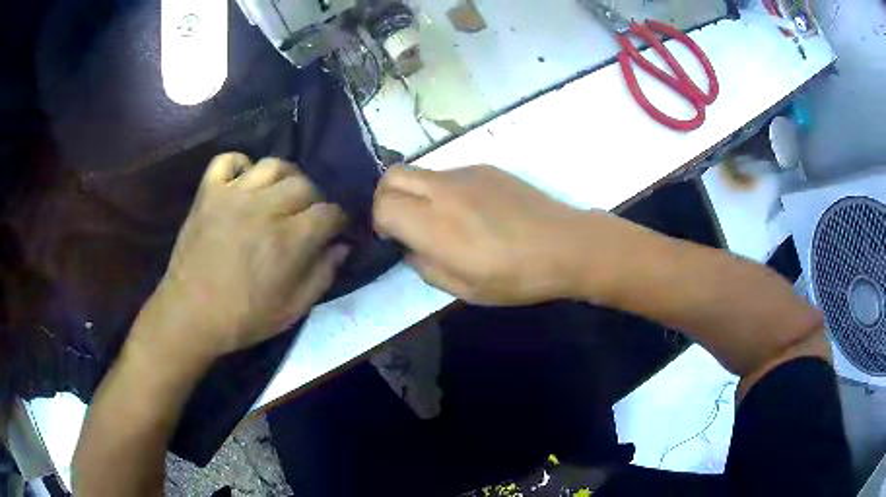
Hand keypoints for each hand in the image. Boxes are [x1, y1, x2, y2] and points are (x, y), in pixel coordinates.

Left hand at [135, 154, 347, 359]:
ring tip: (280, 194)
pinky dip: (241, 164)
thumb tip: (342, 246)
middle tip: (305, 216)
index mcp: (289, 240)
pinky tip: (245, 182)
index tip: (333, 230)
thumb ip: (323, 275)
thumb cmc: (243, 318)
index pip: (329, 212)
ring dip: (285, 177)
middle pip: (304, 184)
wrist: (190, 314)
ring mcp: (233, 195)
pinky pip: (228, 160)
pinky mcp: (208, 192)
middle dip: (314, 199)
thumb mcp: (292, 310)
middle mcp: (264, 208)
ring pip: (272, 165)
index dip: (337, 221)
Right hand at [373, 165, 590, 304]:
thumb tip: (410, 248)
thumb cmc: (517, 276)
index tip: (393, 238)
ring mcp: (466, 173)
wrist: (566, 245)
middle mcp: (444, 190)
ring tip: (442, 220)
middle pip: (392, 175)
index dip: (380, 221)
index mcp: (436, 225)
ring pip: (420, 171)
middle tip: (403, 222)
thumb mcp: (465, 289)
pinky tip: (471, 212)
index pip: (383, 204)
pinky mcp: (486, 167)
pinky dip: (443, 190)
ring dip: (416, 192)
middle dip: (386, 196)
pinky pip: (449, 173)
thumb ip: (425, 267)